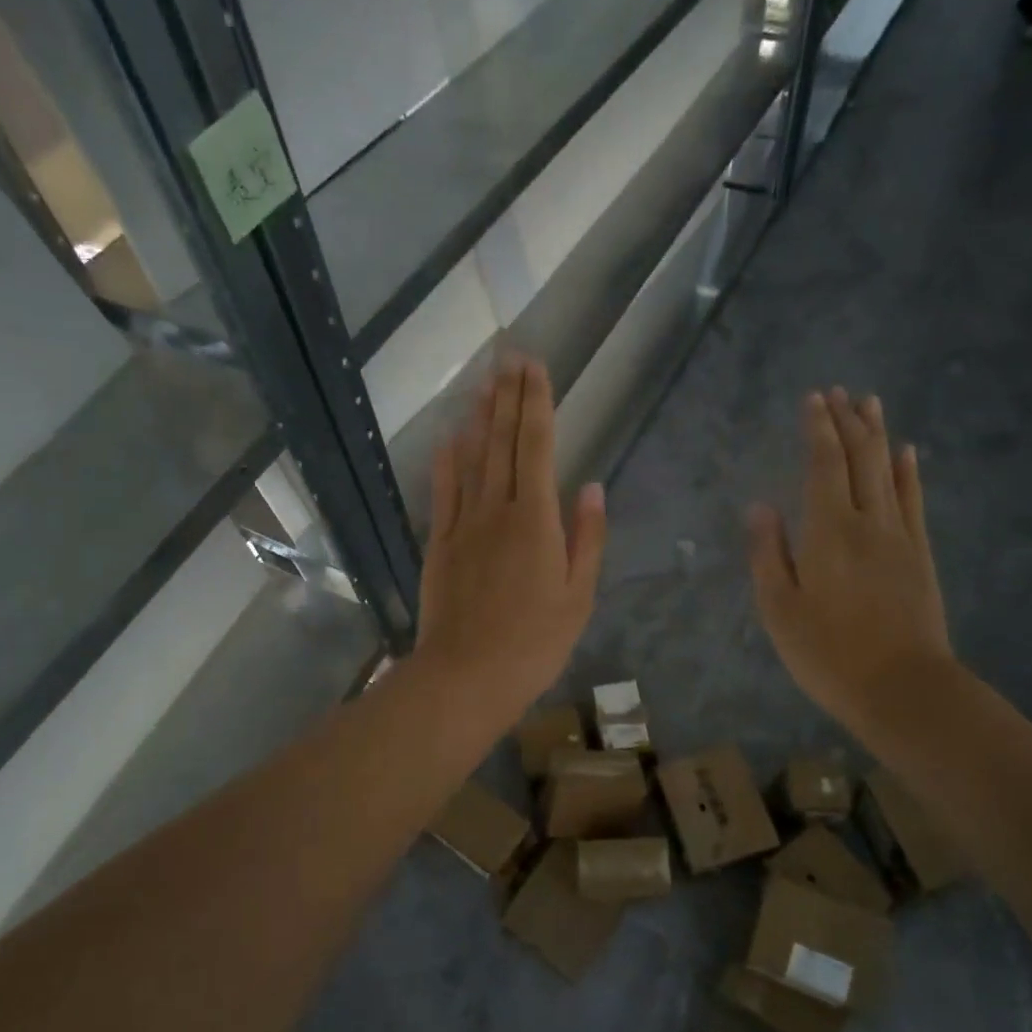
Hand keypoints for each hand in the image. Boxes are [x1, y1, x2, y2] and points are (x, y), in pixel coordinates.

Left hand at [413, 355, 606, 724]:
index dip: (536, 403)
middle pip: (502, 442)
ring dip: (479, 417)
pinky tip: (449, 437)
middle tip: (508, 356)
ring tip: (483, 382)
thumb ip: (586, 538)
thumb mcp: (578, 596)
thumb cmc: (534, 642)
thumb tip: (592, 487)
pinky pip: (443, 493)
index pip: (536, 446)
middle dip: (507, 396)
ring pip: (471, 459)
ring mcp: (463, 524)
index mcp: (536, 520)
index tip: (534, 367)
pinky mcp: (439, 543)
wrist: (467, 675)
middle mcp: (497, 509)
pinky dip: (446, 461)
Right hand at [748, 388, 954, 735]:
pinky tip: (907, 453)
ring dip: (877, 434)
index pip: (823, 465)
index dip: (818, 429)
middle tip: (838, 391)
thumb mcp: (779, 609)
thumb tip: (759, 505)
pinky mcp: (920, 555)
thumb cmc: (828, 653)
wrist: (903, 689)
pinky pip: (914, 501)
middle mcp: (867, 522)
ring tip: (870, 403)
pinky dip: (909, 472)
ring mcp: (899, 537)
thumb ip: (768, 553)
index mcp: (827, 532)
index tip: (813, 399)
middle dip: (847, 421)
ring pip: (888, 472)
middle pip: (859, 459)